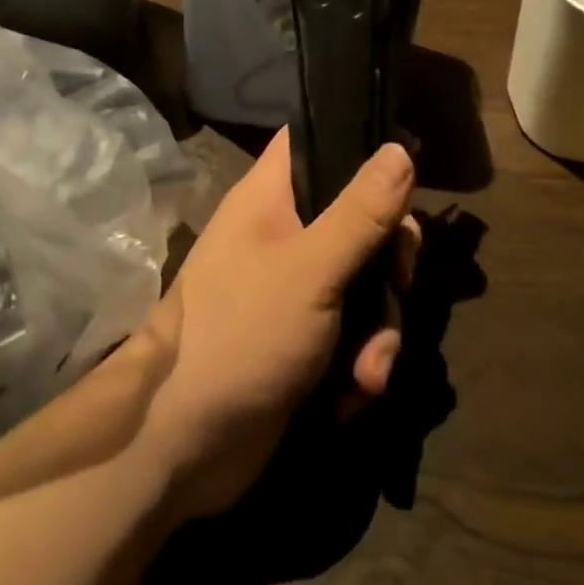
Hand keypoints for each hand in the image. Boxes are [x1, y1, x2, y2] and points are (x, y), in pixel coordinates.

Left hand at [134, 131, 420, 519]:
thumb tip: (399, 148)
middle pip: (360, 217)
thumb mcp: (312, 268)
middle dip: (390, 261)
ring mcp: (294, 288)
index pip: (318, 140)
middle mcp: (285, 232)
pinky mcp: (303, 339)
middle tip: (399, 285)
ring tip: (369, 372)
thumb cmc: (241, 333)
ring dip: (379, 329)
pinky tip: (350, 398)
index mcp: (272, 196)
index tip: (403, 177)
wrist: (180, 444)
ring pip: (364, 282)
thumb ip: (361, 212)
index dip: (360, 148)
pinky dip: (359, 363)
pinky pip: (352, 332)